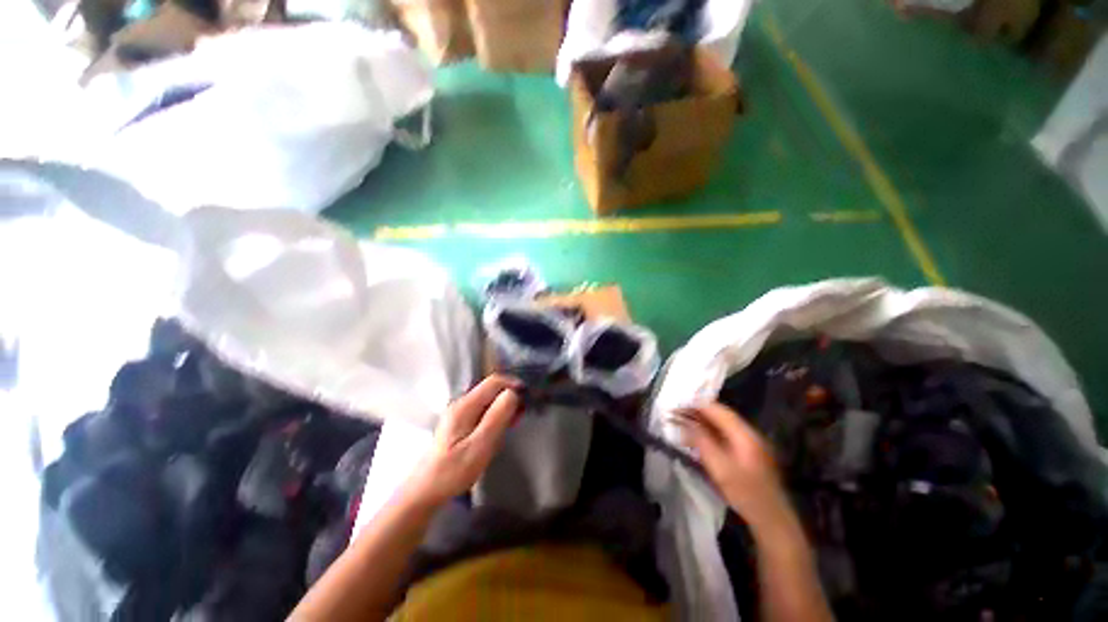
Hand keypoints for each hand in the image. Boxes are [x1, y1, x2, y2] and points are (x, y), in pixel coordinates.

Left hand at [405, 375, 520, 507]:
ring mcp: (459, 411)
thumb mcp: (480, 446)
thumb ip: (497, 417)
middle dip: (510, 394)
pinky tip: (501, 426)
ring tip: (515, 420)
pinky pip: (483, 408)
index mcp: (465, 405)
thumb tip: (513, 393)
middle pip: (491, 387)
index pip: (494, 381)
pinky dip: (496, 412)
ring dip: (504, 404)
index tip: (528, 397)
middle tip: (523, 412)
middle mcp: (462, 403)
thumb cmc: (454, 471)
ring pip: (488, 398)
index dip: (513, 384)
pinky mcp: (460, 421)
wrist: (426, 490)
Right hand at [676, 402, 794, 532]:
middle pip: (720, 414)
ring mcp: (751, 442)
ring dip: (703, 422)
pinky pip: (725, 434)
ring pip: (722, 424)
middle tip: (676, 415)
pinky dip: (710, 431)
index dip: (695, 406)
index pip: (717, 409)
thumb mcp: (719, 468)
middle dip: (697, 412)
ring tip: (683, 424)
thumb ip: (701, 441)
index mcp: (744, 434)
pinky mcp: (749, 452)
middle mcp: (749, 432)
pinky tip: (699, 437)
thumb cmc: (745, 494)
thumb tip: (683, 422)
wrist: (773, 519)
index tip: (676, 407)